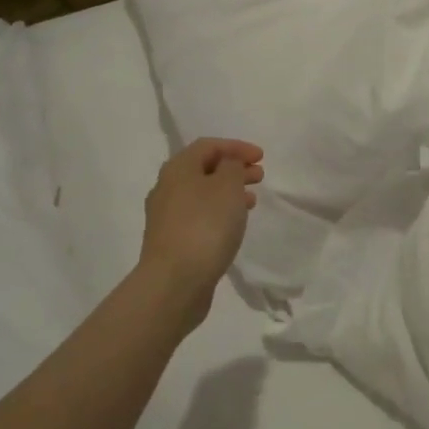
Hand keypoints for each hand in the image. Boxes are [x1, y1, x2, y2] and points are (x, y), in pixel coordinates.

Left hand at [138, 138, 263, 333]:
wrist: (174, 282)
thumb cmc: (205, 226)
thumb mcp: (227, 186)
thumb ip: (232, 167)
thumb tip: (226, 165)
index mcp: (178, 168)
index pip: (208, 145)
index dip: (236, 147)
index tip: (261, 157)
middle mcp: (167, 187)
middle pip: (203, 169)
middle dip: (233, 169)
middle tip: (259, 176)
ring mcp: (166, 216)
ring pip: (202, 194)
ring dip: (228, 192)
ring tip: (251, 201)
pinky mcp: (171, 241)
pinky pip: (198, 216)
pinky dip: (218, 213)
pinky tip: (233, 226)